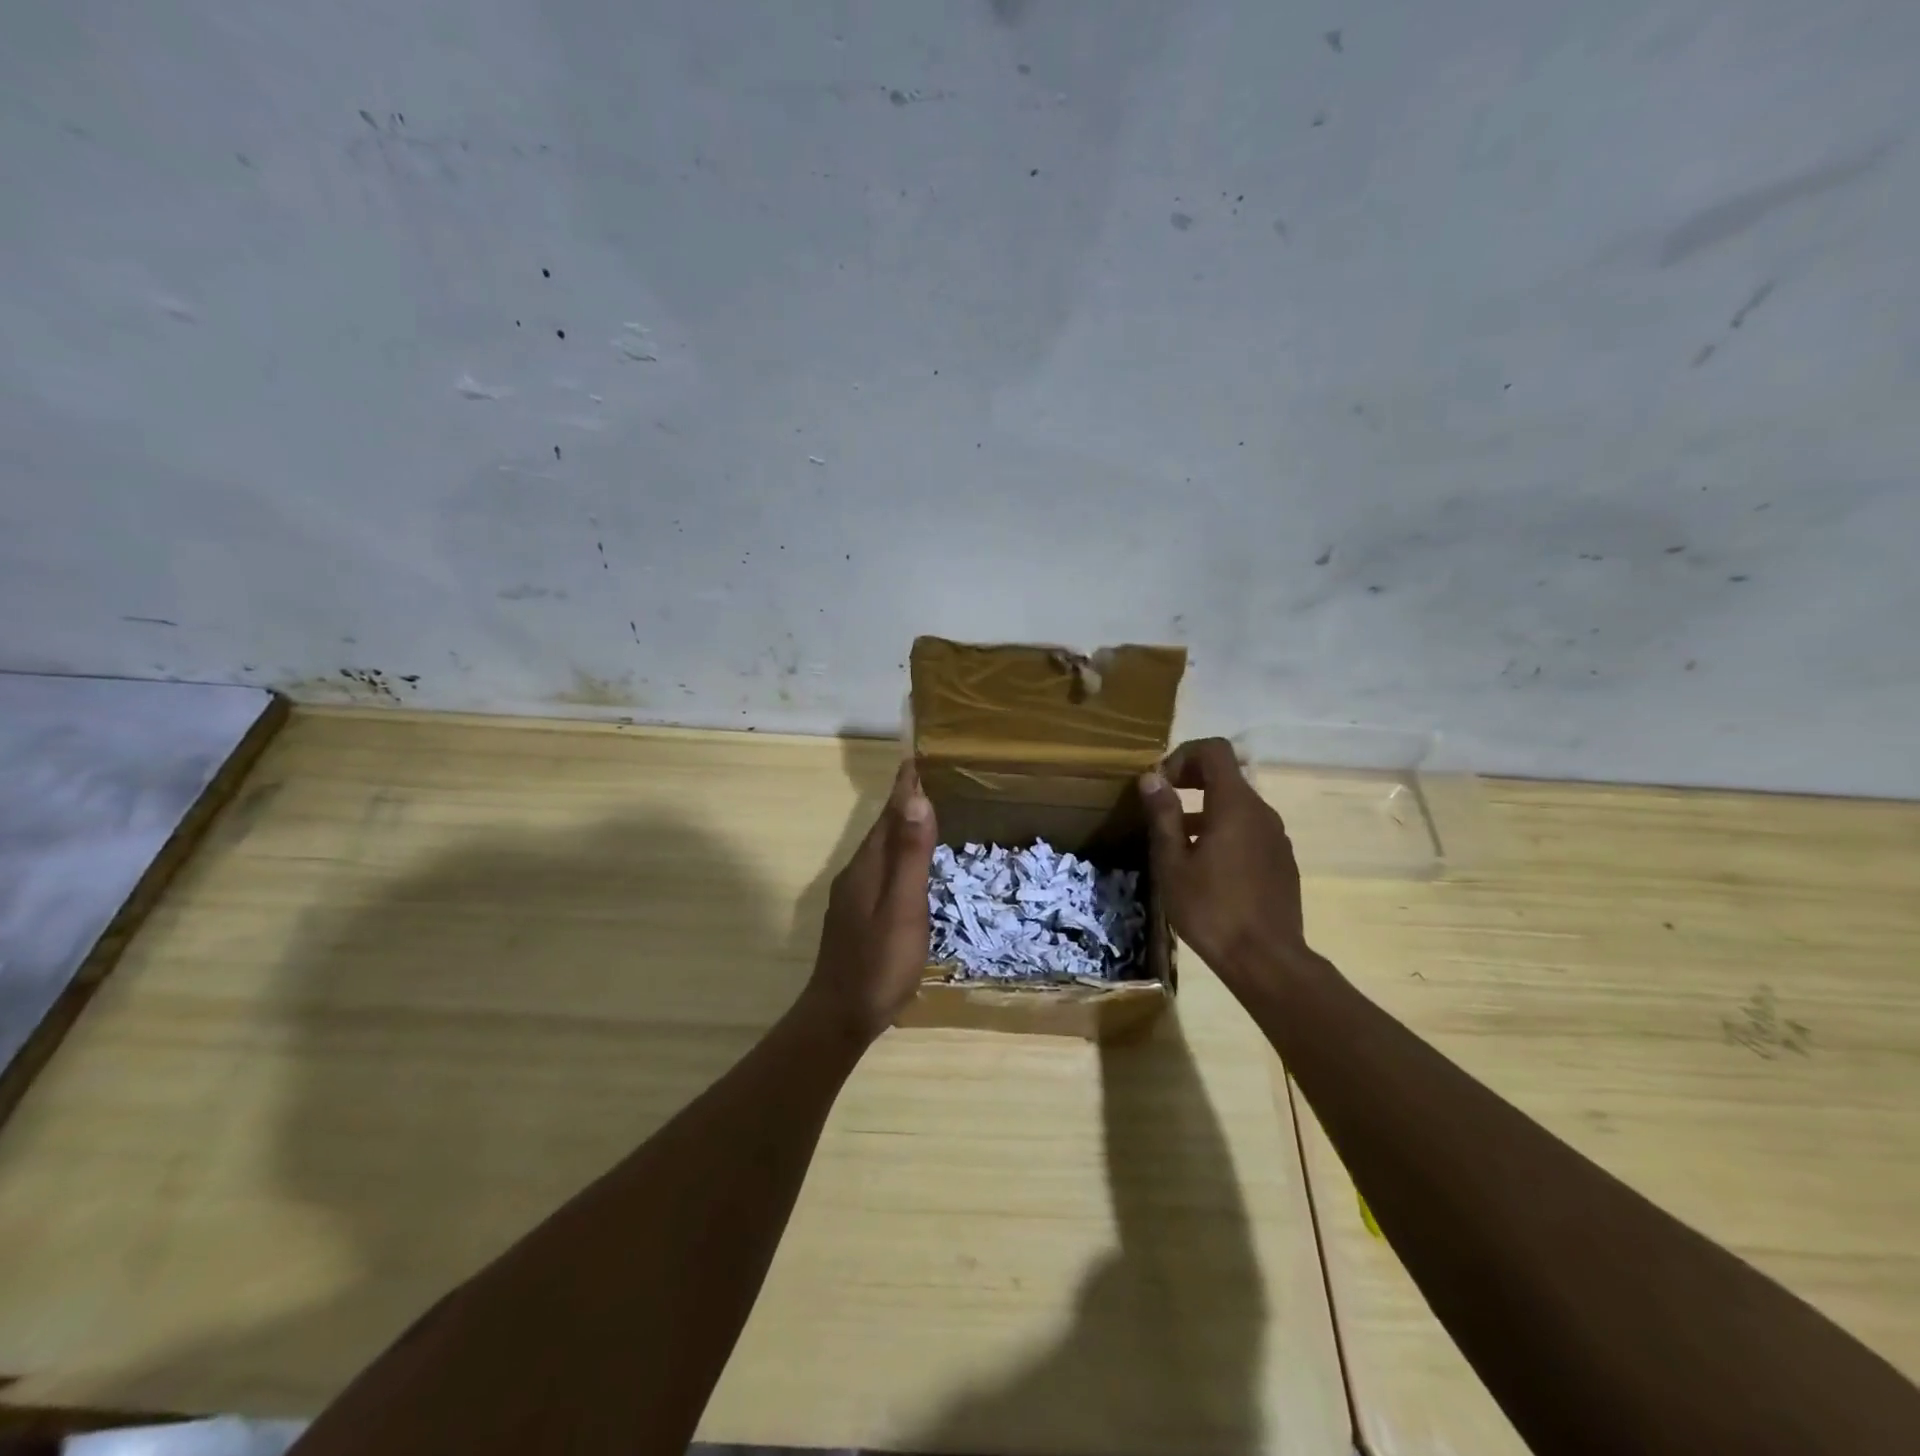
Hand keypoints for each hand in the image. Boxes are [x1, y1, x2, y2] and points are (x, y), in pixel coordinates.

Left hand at [804, 760, 937, 1045]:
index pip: (889, 816)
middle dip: (901, 804)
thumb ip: (910, 856)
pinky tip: (905, 867)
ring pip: (879, 851)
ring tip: (919, 814)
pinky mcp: (856, 916)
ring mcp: (853, 897)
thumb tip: (916, 799)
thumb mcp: (903, 908)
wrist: (839, 1016)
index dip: (904, 790)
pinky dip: (895, 855)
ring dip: (898, 829)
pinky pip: (879, 870)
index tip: (914, 760)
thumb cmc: (879, 963)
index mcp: (868, 868)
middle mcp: (856, 875)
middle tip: (923, 780)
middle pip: (881, 830)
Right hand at [1139, 737, 1309, 983]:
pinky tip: (1207, 867)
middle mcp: (1261, 811)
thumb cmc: (1211, 909)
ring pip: (1237, 804)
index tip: (1161, 783)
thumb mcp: (1173, 863)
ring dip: (1206, 809)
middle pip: (1227, 775)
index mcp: (1235, 805)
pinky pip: (1250, 829)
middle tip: (1163, 807)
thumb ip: (1164, 815)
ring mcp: (1276, 837)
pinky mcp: (1281, 860)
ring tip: (1178, 843)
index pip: (1214, 750)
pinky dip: (1225, 830)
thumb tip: (1152, 778)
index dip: (1183, 755)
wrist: (1266, 959)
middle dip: (1191, 780)